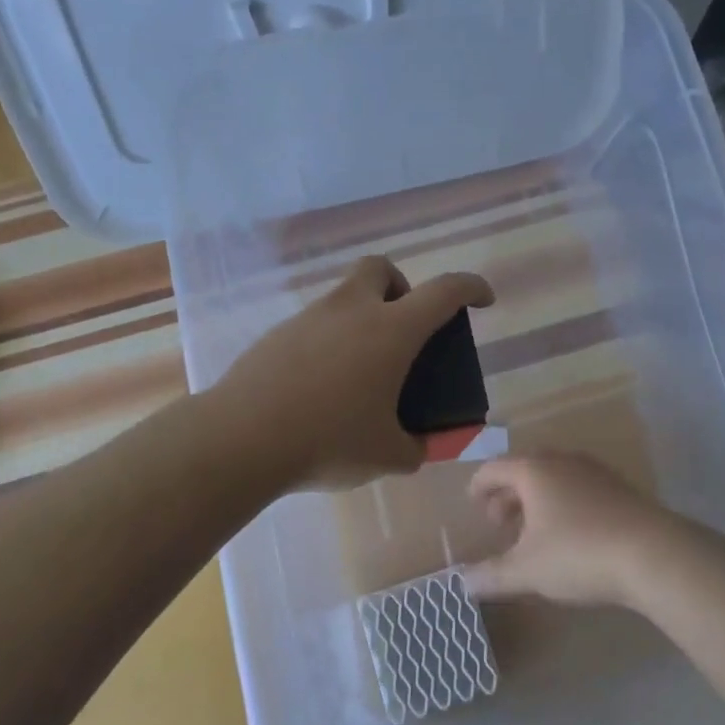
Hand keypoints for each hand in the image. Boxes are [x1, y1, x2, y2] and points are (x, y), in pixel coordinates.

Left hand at [215, 255, 493, 492]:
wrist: (242, 438)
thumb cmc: (328, 441)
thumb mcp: (386, 455)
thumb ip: (414, 449)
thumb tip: (417, 447)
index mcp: (391, 331)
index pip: (444, 292)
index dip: (471, 288)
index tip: (483, 299)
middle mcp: (351, 311)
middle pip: (380, 269)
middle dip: (400, 287)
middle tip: (403, 329)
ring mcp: (309, 318)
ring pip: (344, 296)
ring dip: (362, 317)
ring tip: (360, 371)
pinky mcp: (277, 334)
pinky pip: (314, 324)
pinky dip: (329, 341)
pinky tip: (321, 385)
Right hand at [464, 453, 692, 610]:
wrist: (655, 554)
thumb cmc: (579, 554)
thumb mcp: (528, 571)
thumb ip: (492, 576)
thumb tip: (462, 584)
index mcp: (534, 471)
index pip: (495, 468)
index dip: (479, 485)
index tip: (472, 502)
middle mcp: (562, 462)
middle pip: (525, 469)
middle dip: (508, 494)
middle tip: (499, 521)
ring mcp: (595, 472)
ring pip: (555, 478)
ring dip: (537, 500)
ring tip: (533, 530)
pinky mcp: (620, 489)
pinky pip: (579, 488)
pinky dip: (564, 504)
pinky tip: (570, 534)